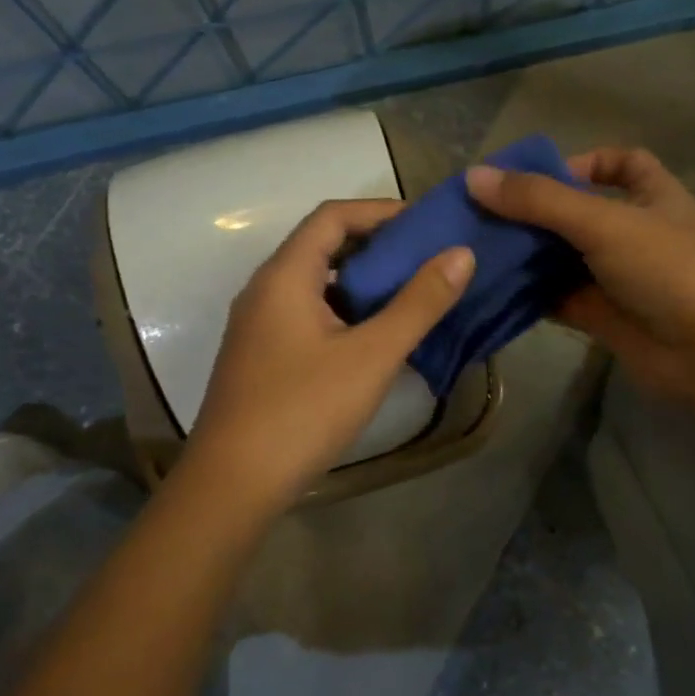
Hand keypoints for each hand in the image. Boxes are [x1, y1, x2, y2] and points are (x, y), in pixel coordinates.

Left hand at [180, 199, 474, 514]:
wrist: (233, 484)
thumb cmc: (304, 410)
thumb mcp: (372, 355)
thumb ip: (419, 303)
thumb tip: (461, 254)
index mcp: (284, 276)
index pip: (333, 216)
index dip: (380, 211)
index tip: (426, 223)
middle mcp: (265, 290)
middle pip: (322, 246)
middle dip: (376, 245)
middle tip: (428, 258)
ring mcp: (259, 325)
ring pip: (316, 283)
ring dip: (362, 280)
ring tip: (411, 292)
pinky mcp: (262, 356)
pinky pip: (308, 313)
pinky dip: (345, 310)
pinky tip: (375, 336)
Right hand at [466, 147, 694, 417]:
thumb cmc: (670, 269)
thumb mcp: (605, 222)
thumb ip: (540, 200)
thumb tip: (473, 177)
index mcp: (651, 196)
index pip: (621, 164)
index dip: (583, 162)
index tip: (538, 174)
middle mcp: (632, 232)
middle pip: (575, 212)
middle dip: (533, 212)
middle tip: (479, 214)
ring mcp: (615, 276)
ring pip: (561, 258)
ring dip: (524, 254)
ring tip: (473, 248)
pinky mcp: (600, 315)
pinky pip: (556, 298)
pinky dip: (527, 294)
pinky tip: (490, 289)